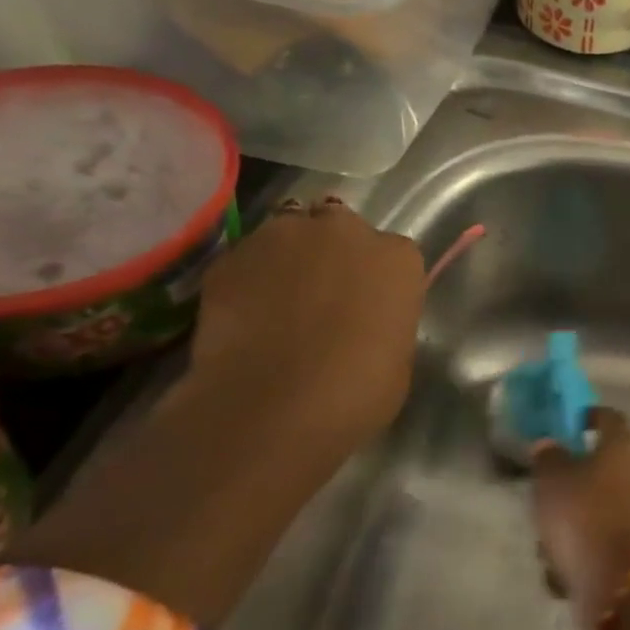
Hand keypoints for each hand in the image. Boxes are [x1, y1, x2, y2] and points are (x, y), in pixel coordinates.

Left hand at [189, 198, 425, 442]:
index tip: (367, 302)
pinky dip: (247, 277)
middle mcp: (345, 231)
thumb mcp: (397, 354)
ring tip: (277, 297)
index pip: (392, 252)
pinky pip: (245, 259)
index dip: (376, 276)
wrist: (275, 404)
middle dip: (331, 249)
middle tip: (321, 291)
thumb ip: (382, 320)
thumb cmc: (360, 389)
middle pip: (339, 225)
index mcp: (397, 258)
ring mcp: (284, 236)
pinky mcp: (232, 256)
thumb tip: (362, 323)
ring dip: (288, 255)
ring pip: (288, 231)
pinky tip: (243, 313)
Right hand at [532, 409, 629, 629]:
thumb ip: (548, 457)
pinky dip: (579, 546)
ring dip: (571, 517)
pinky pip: (598, 535)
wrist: (618, 582)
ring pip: (596, 503)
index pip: (610, 417)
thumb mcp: (552, 479)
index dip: (588, 415)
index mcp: (621, 447)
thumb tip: (550, 444)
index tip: (566, 423)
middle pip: (602, 463)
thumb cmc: (583, 516)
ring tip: (545, 535)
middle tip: (544, 485)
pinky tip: (558, 565)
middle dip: (572, 476)